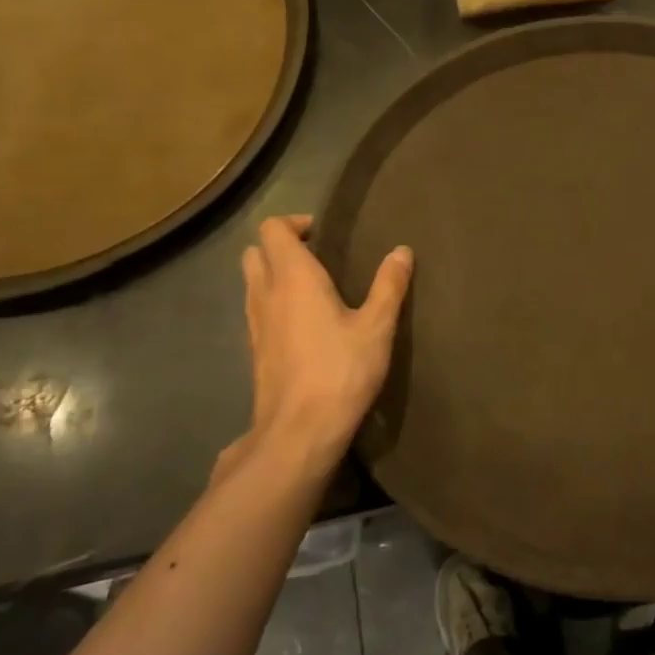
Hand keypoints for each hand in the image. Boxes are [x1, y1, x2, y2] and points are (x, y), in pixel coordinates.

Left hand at [217, 216, 412, 486]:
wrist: (299, 431)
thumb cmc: (341, 371)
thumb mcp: (377, 327)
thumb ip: (389, 286)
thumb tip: (402, 251)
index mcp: (294, 278)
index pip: (273, 229)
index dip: (295, 223)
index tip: (325, 234)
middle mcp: (266, 294)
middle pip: (255, 252)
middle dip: (280, 247)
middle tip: (317, 257)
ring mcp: (255, 324)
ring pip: (252, 283)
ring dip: (274, 275)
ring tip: (313, 289)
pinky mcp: (255, 351)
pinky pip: (257, 311)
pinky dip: (273, 303)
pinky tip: (304, 324)